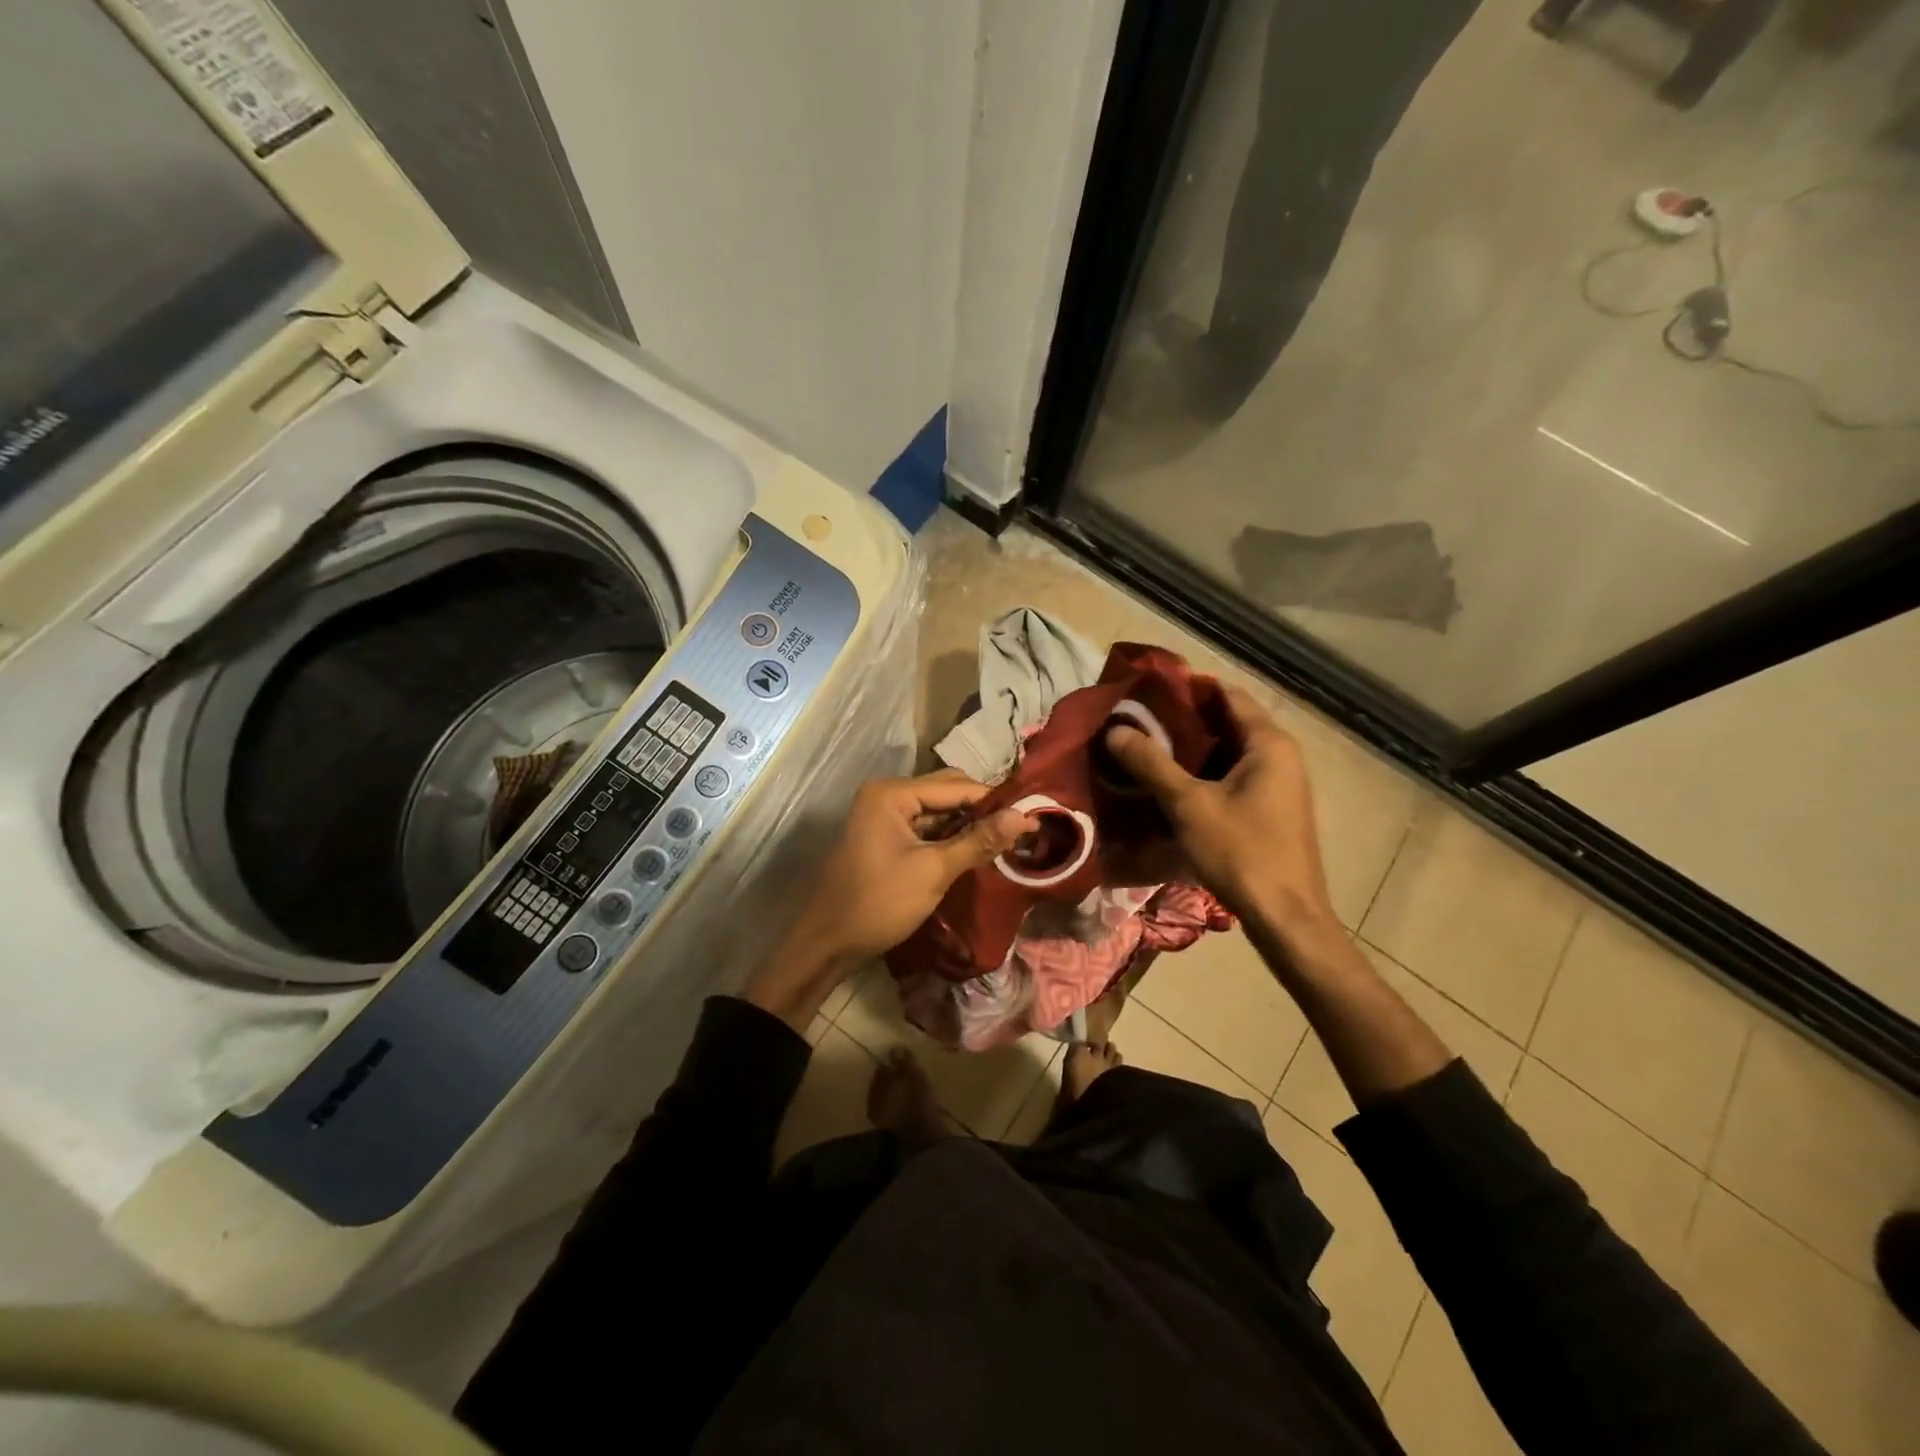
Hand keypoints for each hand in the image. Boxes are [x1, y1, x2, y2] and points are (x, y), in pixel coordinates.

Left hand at [745, 771, 1034, 1028]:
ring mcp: (884, 816)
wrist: (828, 943)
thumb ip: (980, 841)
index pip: (956, 786)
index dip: (994, 800)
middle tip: (1021, 829)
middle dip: (982, 810)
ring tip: (1006, 840)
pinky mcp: (886, 837)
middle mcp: (887, 794)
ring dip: (968, 825)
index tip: (1033, 814)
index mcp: (892, 793)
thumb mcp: (934, 871)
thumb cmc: (879, 902)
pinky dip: (949, 838)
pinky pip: (926, 828)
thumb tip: (1026, 816)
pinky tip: (976, 851)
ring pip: (938, 811)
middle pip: (947, 792)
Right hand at [1105, 685, 1336, 937]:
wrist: (1286, 917)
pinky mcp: (1272, 809)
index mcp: (1269, 744)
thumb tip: (1115, 730)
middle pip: (1228, 722)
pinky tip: (1171, 783)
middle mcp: (1280, 756)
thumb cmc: (1242, 852)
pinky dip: (1204, 773)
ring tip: (1146, 747)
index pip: (1228, 695)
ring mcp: (1279, 784)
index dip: (1189, 687)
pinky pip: (1234, 776)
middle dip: (1184, 719)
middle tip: (1138, 719)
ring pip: (1229, 752)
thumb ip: (1151, 764)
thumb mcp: (1189, 805)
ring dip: (1192, 749)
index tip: (1148, 688)